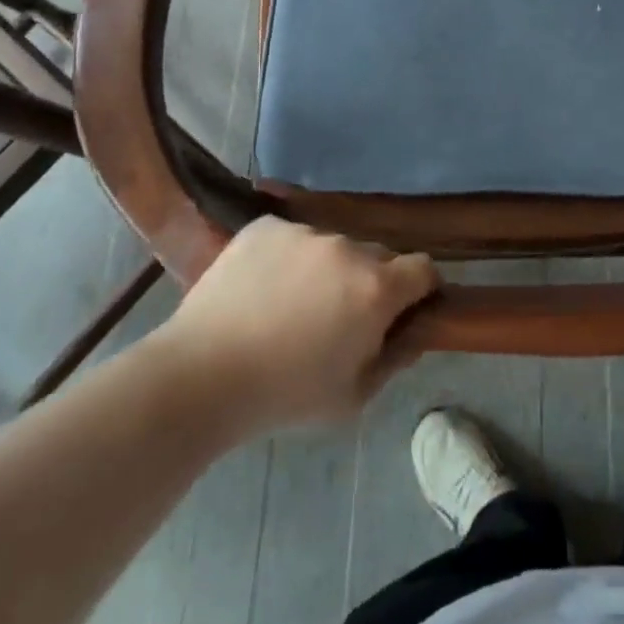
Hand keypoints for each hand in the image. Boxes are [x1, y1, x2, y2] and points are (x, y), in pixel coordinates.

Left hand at [152, 217, 438, 432]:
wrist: (200, 376)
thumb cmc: (284, 395)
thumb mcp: (353, 397)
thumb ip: (394, 360)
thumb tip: (413, 333)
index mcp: (377, 289)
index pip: (423, 269)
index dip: (419, 289)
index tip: (404, 310)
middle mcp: (348, 249)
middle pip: (377, 257)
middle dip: (370, 283)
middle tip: (338, 317)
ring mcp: (305, 233)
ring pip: (332, 247)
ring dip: (326, 270)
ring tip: (289, 305)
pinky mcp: (266, 226)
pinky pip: (291, 238)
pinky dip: (287, 257)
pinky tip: (261, 288)